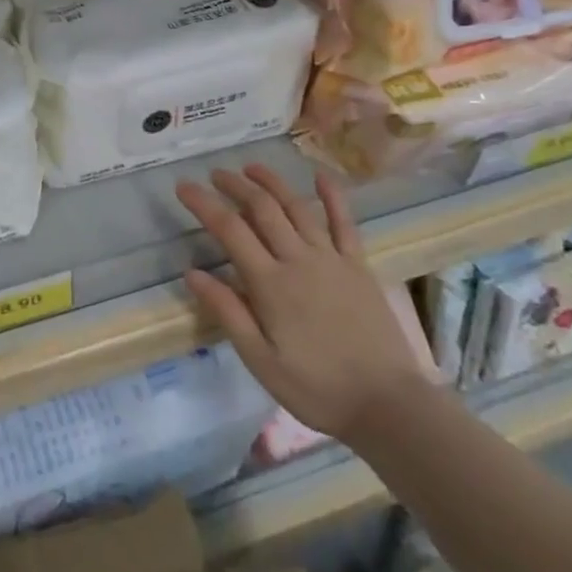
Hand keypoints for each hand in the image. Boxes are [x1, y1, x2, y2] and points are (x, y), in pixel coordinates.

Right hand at [177, 164, 435, 446]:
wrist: (388, 404)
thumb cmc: (316, 388)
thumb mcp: (260, 361)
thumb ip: (228, 312)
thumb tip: (192, 273)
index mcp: (270, 284)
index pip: (230, 230)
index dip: (204, 204)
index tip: (183, 187)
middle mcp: (299, 259)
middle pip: (262, 208)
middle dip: (235, 185)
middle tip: (215, 174)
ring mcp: (332, 258)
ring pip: (297, 207)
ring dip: (272, 182)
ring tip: (251, 167)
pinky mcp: (358, 265)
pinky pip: (344, 222)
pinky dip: (332, 195)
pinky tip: (320, 175)